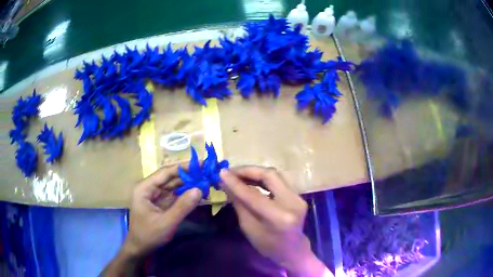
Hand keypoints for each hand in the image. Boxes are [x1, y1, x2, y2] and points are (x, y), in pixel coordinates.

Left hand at [102, 166, 201, 276]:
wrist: (140, 248)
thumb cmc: (149, 235)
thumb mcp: (166, 223)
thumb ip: (182, 207)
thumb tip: (199, 190)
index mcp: (144, 188)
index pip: (165, 172)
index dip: (183, 167)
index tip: (201, 164)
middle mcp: (149, 188)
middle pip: (170, 177)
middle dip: (188, 175)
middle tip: (207, 172)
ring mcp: (155, 195)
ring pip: (173, 185)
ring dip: (188, 184)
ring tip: (206, 180)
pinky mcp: (161, 203)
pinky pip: (175, 195)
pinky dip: (186, 194)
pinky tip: (198, 192)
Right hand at [220, 167, 330, 276]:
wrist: (292, 250)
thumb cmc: (267, 245)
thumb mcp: (249, 227)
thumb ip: (239, 203)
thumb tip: (226, 183)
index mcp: (280, 218)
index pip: (254, 196)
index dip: (236, 183)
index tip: (221, 173)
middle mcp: (293, 203)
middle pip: (270, 175)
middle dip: (248, 171)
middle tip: (230, 171)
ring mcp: (298, 197)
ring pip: (276, 174)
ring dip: (255, 172)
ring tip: (238, 174)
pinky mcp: (298, 195)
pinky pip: (279, 180)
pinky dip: (263, 177)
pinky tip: (251, 179)